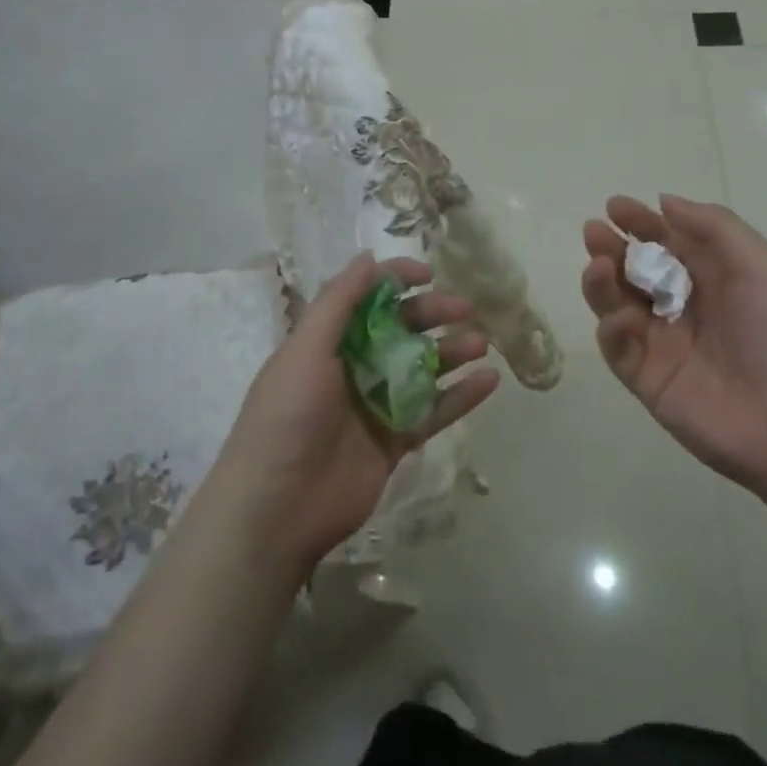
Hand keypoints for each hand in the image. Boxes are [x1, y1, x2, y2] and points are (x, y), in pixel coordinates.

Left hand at [208, 253, 499, 575]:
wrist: (277, 508)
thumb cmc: (287, 416)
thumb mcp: (305, 348)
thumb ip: (338, 301)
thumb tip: (367, 256)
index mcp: (328, 341)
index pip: (368, 298)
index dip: (397, 281)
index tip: (428, 274)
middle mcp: (353, 366)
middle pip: (401, 330)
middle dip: (432, 314)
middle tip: (466, 308)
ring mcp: (376, 405)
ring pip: (422, 369)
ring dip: (452, 352)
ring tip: (481, 343)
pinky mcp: (395, 442)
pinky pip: (433, 412)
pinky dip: (461, 396)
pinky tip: (489, 381)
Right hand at [582, 194, 766, 497]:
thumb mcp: (761, 266)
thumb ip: (713, 227)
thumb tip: (664, 201)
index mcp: (711, 278)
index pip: (665, 241)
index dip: (640, 222)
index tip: (615, 206)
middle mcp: (681, 306)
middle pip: (633, 270)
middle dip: (611, 247)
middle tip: (594, 232)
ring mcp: (661, 343)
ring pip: (616, 304)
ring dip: (601, 282)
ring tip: (599, 266)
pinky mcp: (646, 379)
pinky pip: (617, 347)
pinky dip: (611, 328)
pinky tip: (622, 318)